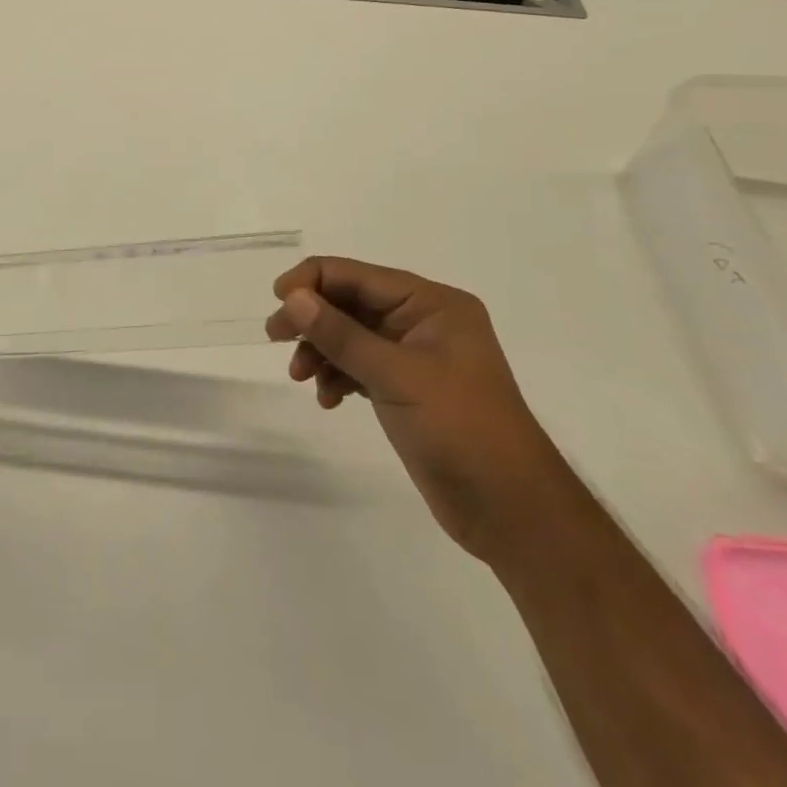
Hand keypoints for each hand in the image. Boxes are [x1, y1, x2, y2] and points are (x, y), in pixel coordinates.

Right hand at [266, 257, 578, 564]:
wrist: (511, 511)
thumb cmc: (460, 428)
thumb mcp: (395, 376)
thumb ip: (340, 334)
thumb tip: (292, 298)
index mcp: (431, 303)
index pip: (357, 275)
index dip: (312, 281)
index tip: (277, 302)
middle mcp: (423, 321)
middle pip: (350, 302)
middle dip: (312, 318)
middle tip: (275, 338)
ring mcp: (415, 356)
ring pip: (350, 335)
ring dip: (321, 351)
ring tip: (300, 376)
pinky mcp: (407, 388)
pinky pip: (359, 366)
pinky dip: (338, 376)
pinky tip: (328, 399)